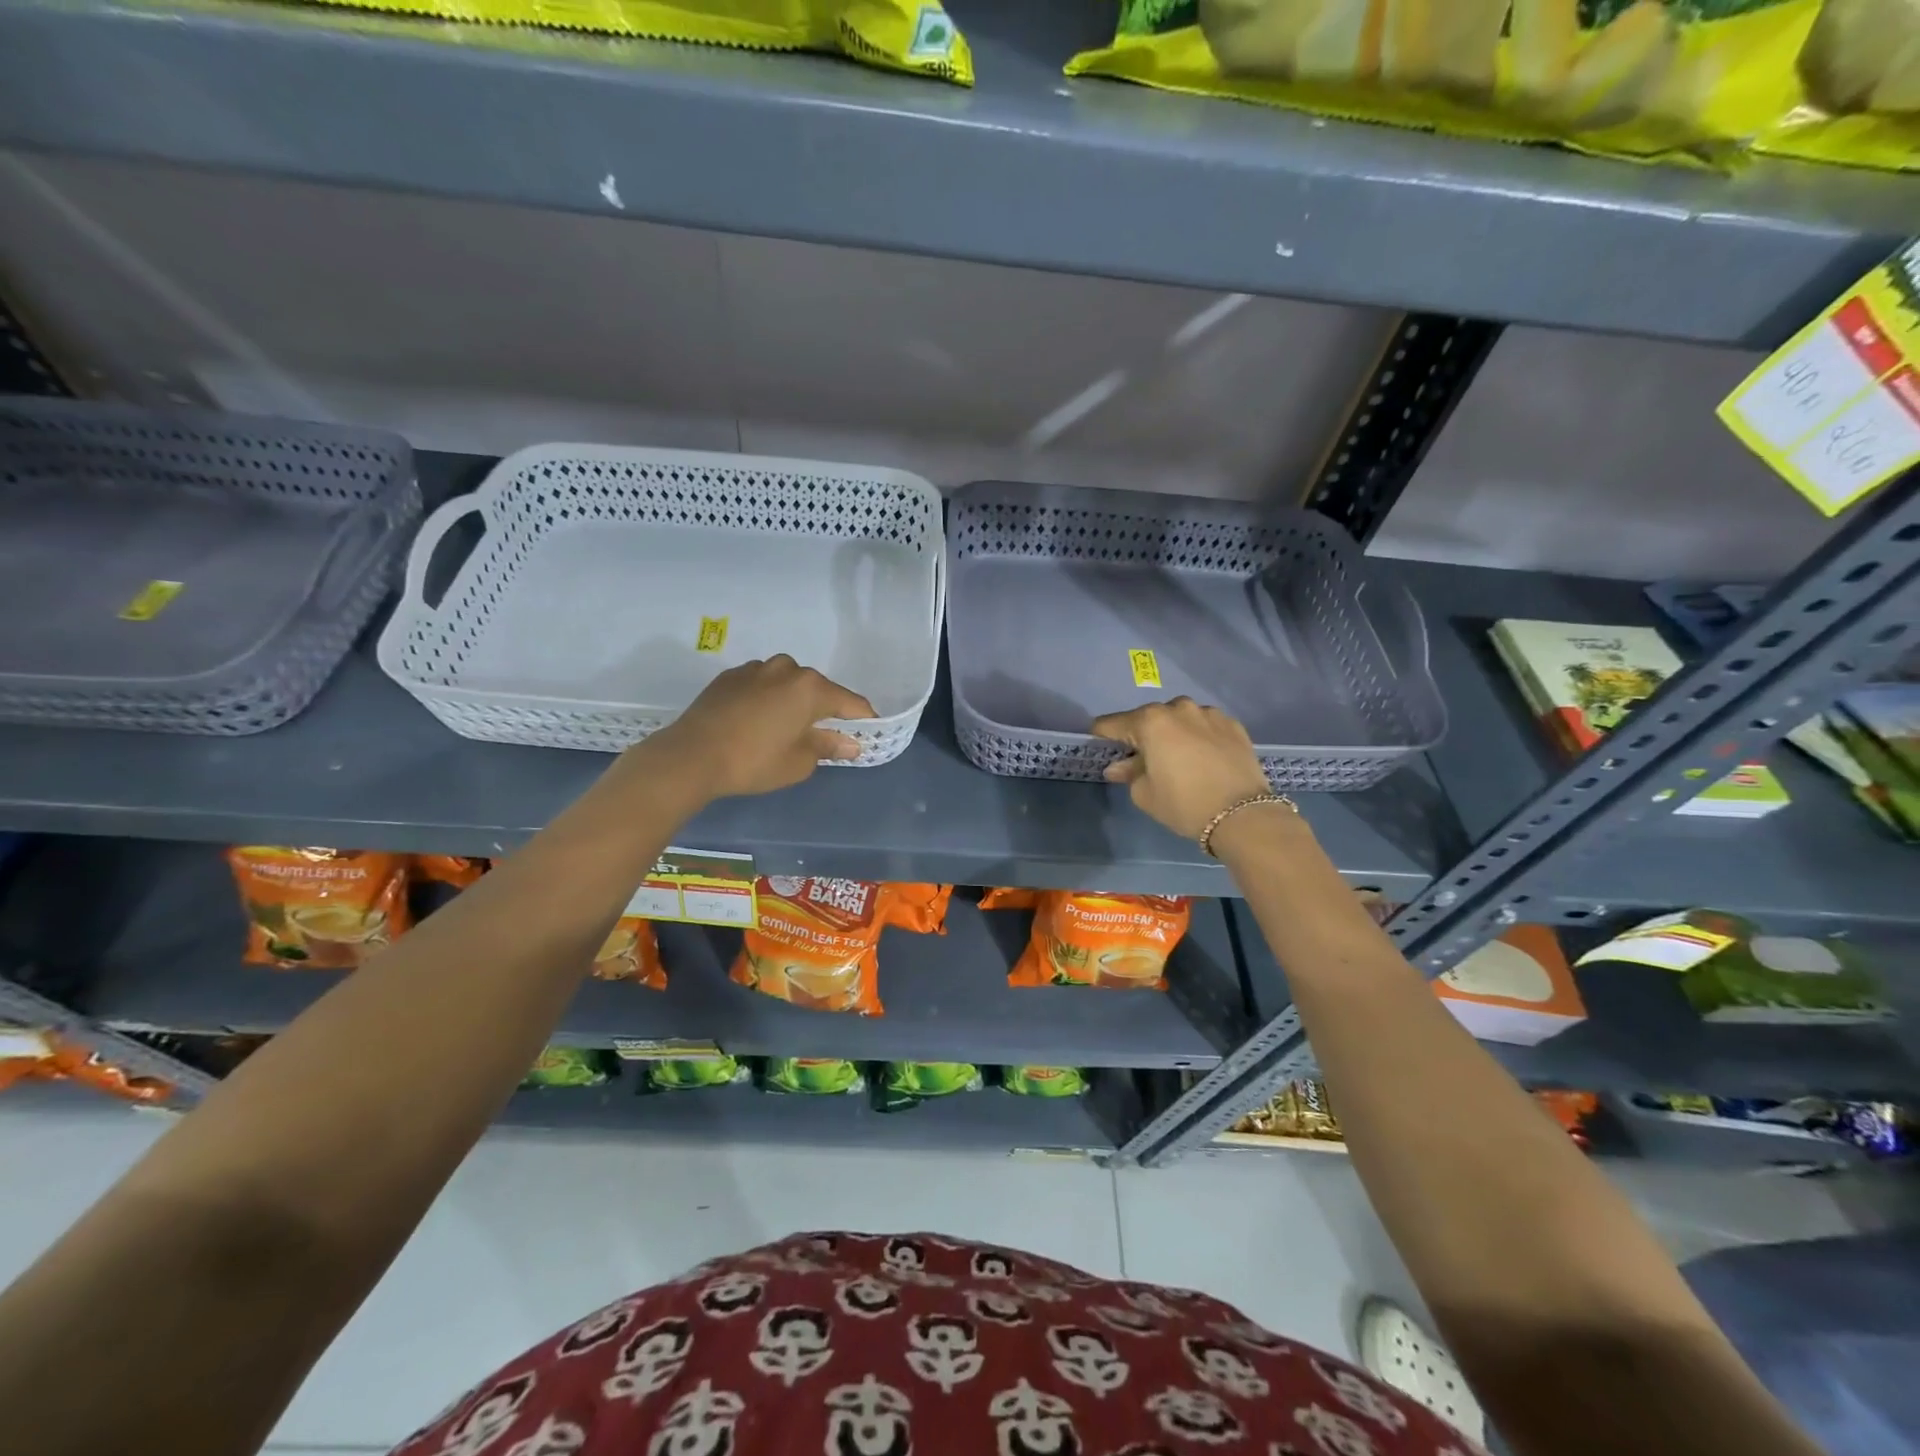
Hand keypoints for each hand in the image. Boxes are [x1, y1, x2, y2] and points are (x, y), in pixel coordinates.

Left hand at [642, 656, 875, 800]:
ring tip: (785, 729)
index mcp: (810, 688)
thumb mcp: (798, 762)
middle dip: (824, 711)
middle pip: (818, 689)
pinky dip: (767, 700)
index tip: (867, 735)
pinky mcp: (730, 676)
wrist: (691, 756)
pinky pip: (762, 685)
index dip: (863, 720)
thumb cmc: (753, 762)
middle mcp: (787, 669)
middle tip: (822, 737)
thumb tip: (850, 743)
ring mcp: (756, 669)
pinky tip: (756, 722)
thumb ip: (828, 747)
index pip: (850, 703)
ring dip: (793, 702)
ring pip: (788, 684)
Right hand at [1091, 697, 1275, 841]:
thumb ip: (1129, 773)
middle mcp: (1178, 708)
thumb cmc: (1184, 803)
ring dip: (1172, 732)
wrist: (1243, 814)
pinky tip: (1202, 757)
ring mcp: (1209, 714)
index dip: (1102, 734)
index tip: (1098, 743)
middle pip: (1149, 718)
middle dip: (1141, 734)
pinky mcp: (1233, 725)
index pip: (1113, 723)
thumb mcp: (1145, 794)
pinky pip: (1205, 726)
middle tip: (1140, 757)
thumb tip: (1118, 767)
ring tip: (1176, 756)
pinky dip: (1198, 736)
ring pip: (1180, 718)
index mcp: (1150, 722)